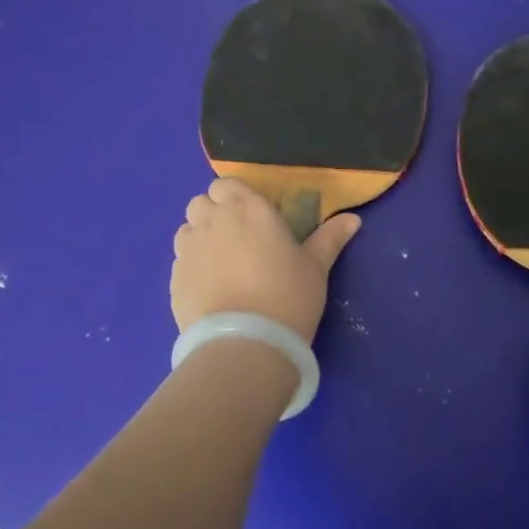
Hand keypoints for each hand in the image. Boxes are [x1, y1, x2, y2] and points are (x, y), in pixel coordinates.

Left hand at [171, 178, 360, 343]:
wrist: (245, 345)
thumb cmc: (288, 295)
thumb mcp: (316, 267)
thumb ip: (330, 238)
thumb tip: (353, 219)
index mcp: (246, 208)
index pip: (226, 183)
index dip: (235, 196)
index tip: (251, 215)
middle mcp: (212, 220)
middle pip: (201, 202)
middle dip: (214, 213)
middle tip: (237, 238)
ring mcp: (188, 250)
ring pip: (186, 230)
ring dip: (199, 237)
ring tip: (220, 263)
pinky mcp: (174, 279)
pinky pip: (180, 261)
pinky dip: (191, 267)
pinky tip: (210, 288)